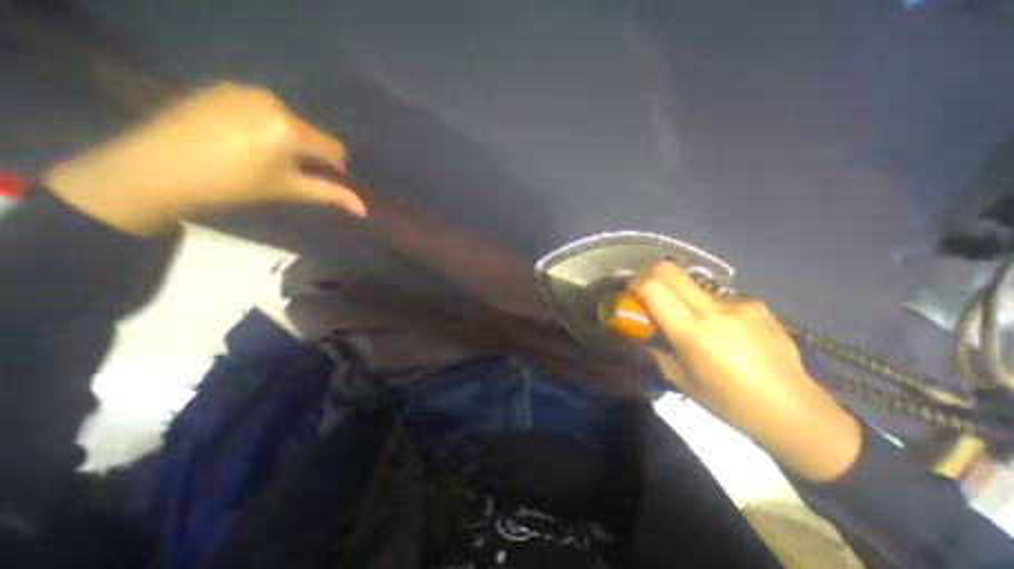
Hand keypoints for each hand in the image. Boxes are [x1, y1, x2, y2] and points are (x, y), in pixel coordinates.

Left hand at [44, 81, 369, 234]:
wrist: (156, 170)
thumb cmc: (235, 186)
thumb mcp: (290, 191)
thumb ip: (331, 195)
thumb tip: (364, 210)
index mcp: (291, 128)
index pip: (334, 148)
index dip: (334, 167)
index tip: (319, 180)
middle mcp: (273, 103)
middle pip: (312, 134)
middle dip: (309, 153)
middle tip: (287, 171)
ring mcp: (245, 91)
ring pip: (289, 121)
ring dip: (289, 139)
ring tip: (263, 156)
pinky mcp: (222, 88)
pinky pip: (263, 109)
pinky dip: (266, 125)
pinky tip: (243, 140)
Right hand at [631, 261, 857, 479]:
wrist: (797, 413)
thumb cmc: (730, 403)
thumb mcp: (681, 380)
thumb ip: (657, 350)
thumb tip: (646, 334)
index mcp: (692, 331)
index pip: (652, 286)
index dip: (634, 284)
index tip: (630, 294)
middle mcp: (714, 309)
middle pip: (669, 269)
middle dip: (648, 275)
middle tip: (645, 292)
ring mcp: (739, 303)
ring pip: (692, 283)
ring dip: (679, 295)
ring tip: (691, 322)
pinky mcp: (757, 305)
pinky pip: (718, 297)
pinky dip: (707, 307)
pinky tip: (722, 331)